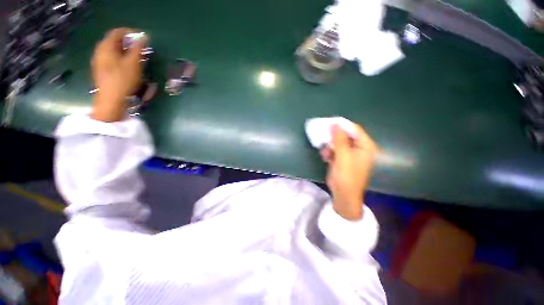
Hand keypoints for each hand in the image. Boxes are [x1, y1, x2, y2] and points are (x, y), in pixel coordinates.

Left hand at [91, 28, 144, 121]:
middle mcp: (100, 52)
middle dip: (128, 43)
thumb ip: (138, 49)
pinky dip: (121, 59)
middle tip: (141, 50)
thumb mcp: (134, 63)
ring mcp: (99, 62)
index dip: (130, 33)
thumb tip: (144, 37)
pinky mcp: (101, 71)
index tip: (142, 38)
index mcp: (106, 47)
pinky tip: (128, 67)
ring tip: (137, 59)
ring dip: (125, 52)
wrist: (111, 101)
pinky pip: (111, 60)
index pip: (117, 32)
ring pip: (113, 51)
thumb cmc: (123, 80)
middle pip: (114, 42)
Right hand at [321, 124, 378, 219]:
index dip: (342, 125)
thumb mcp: (343, 155)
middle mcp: (359, 148)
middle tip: (323, 135)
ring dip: (330, 146)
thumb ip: (339, 139)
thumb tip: (334, 123)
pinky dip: (329, 152)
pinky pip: (334, 150)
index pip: (354, 129)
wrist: (343, 194)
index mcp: (365, 146)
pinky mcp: (342, 159)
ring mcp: (349, 154)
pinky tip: (325, 157)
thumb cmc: (347, 175)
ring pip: (338, 143)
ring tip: (325, 152)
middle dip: (333, 137)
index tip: (329, 122)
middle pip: (345, 136)